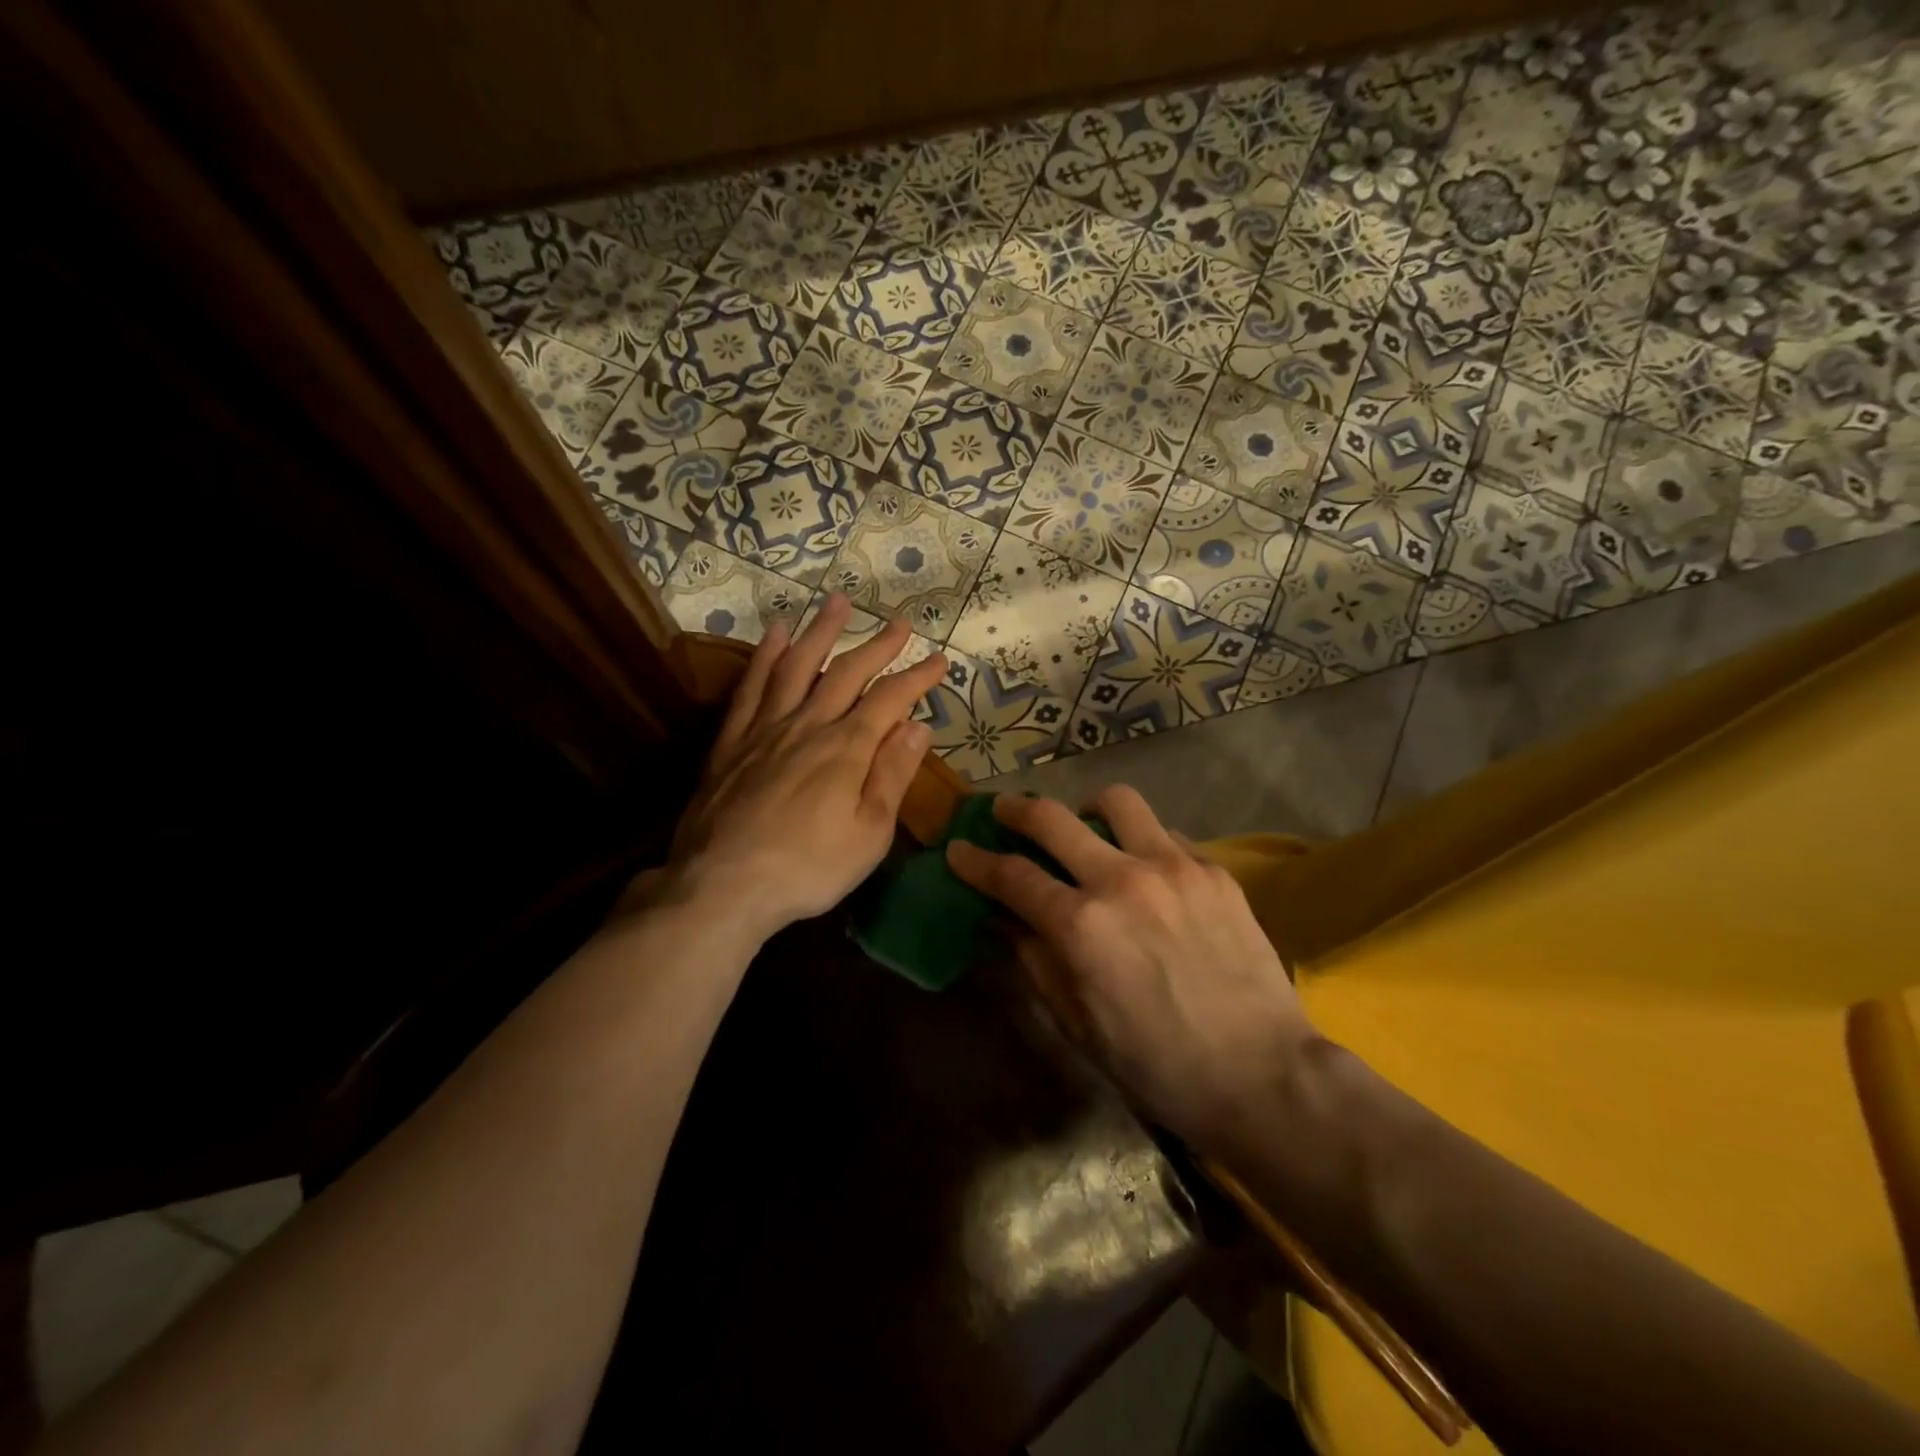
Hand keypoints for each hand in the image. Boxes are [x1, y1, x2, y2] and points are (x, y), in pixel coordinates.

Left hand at [664, 596, 946, 942]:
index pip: (890, 699)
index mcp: (846, 749)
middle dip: (877, 645)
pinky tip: (774, 637)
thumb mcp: (869, 833)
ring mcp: (765, 729)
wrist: (722, 886)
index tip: (940, 661)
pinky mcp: (731, 742)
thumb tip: (918, 726)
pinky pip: (751, 688)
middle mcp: (807, 725)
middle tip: (898, 622)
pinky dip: (764, 657)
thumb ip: (893, 775)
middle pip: (846, 673)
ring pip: (796, 666)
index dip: (917, 677)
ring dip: (820, 632)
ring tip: (836, 602)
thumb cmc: (808, 869)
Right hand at [946, 788, 1315, 1152]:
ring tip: (1087, 829)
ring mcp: (1173, 867)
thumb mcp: (1078, 1023)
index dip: (975, 860)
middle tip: (1005, 811)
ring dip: (1088, 810)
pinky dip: (1141, 842)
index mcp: (1080, 926)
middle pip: (1052, 818)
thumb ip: (1035, 961)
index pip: (1010, 876)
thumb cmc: (1157, 1065)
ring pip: (1116, 802)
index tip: (958, 848)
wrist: (1263, 1075)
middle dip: (1016, 810)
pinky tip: (1146, 871)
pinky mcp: (1213, 870)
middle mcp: (1121, 880)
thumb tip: (1004, 921)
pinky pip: (1165, 834)